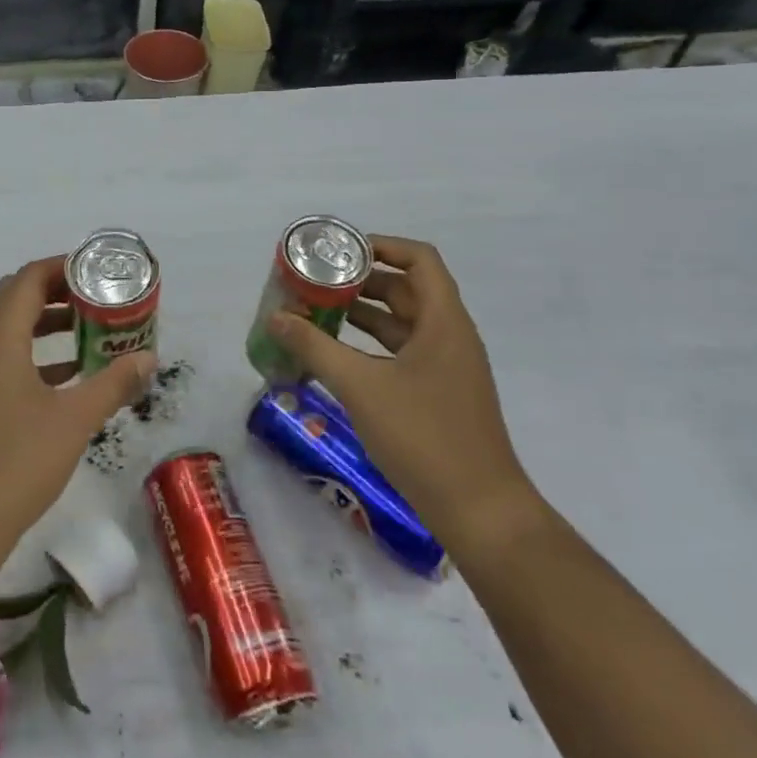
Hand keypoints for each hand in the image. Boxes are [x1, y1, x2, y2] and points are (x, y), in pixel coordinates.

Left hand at [0, 257, 154, 561]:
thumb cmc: (17, 461)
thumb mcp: (74, 420)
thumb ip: (113, 383)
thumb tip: (149, 357)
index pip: (27, 279)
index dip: (62, 268)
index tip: (97, 272)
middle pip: (14, 297)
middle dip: (55, 291)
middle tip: (95, 297)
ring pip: (7, 328)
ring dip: (44, 322)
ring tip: (87, 329)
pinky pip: (3, 357)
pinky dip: (33, 352)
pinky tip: (67, 374)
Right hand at [265, 234, 536, 550]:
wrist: (480, 511)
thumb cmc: (423, 436)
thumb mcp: (360, 386)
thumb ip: (314, 348)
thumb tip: (276, 318)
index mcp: (444, 323)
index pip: (419, 260)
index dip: (381, 246)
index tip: (339, 251)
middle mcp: (450, 337)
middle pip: (406, 289)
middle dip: (360, 281)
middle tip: (316, 282)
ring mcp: (447, 368)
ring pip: (402, 324)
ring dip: (362, 314)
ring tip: (316, 312)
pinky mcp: (438, 395)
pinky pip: (401, 353)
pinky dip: (370, 346)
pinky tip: (336, 356)